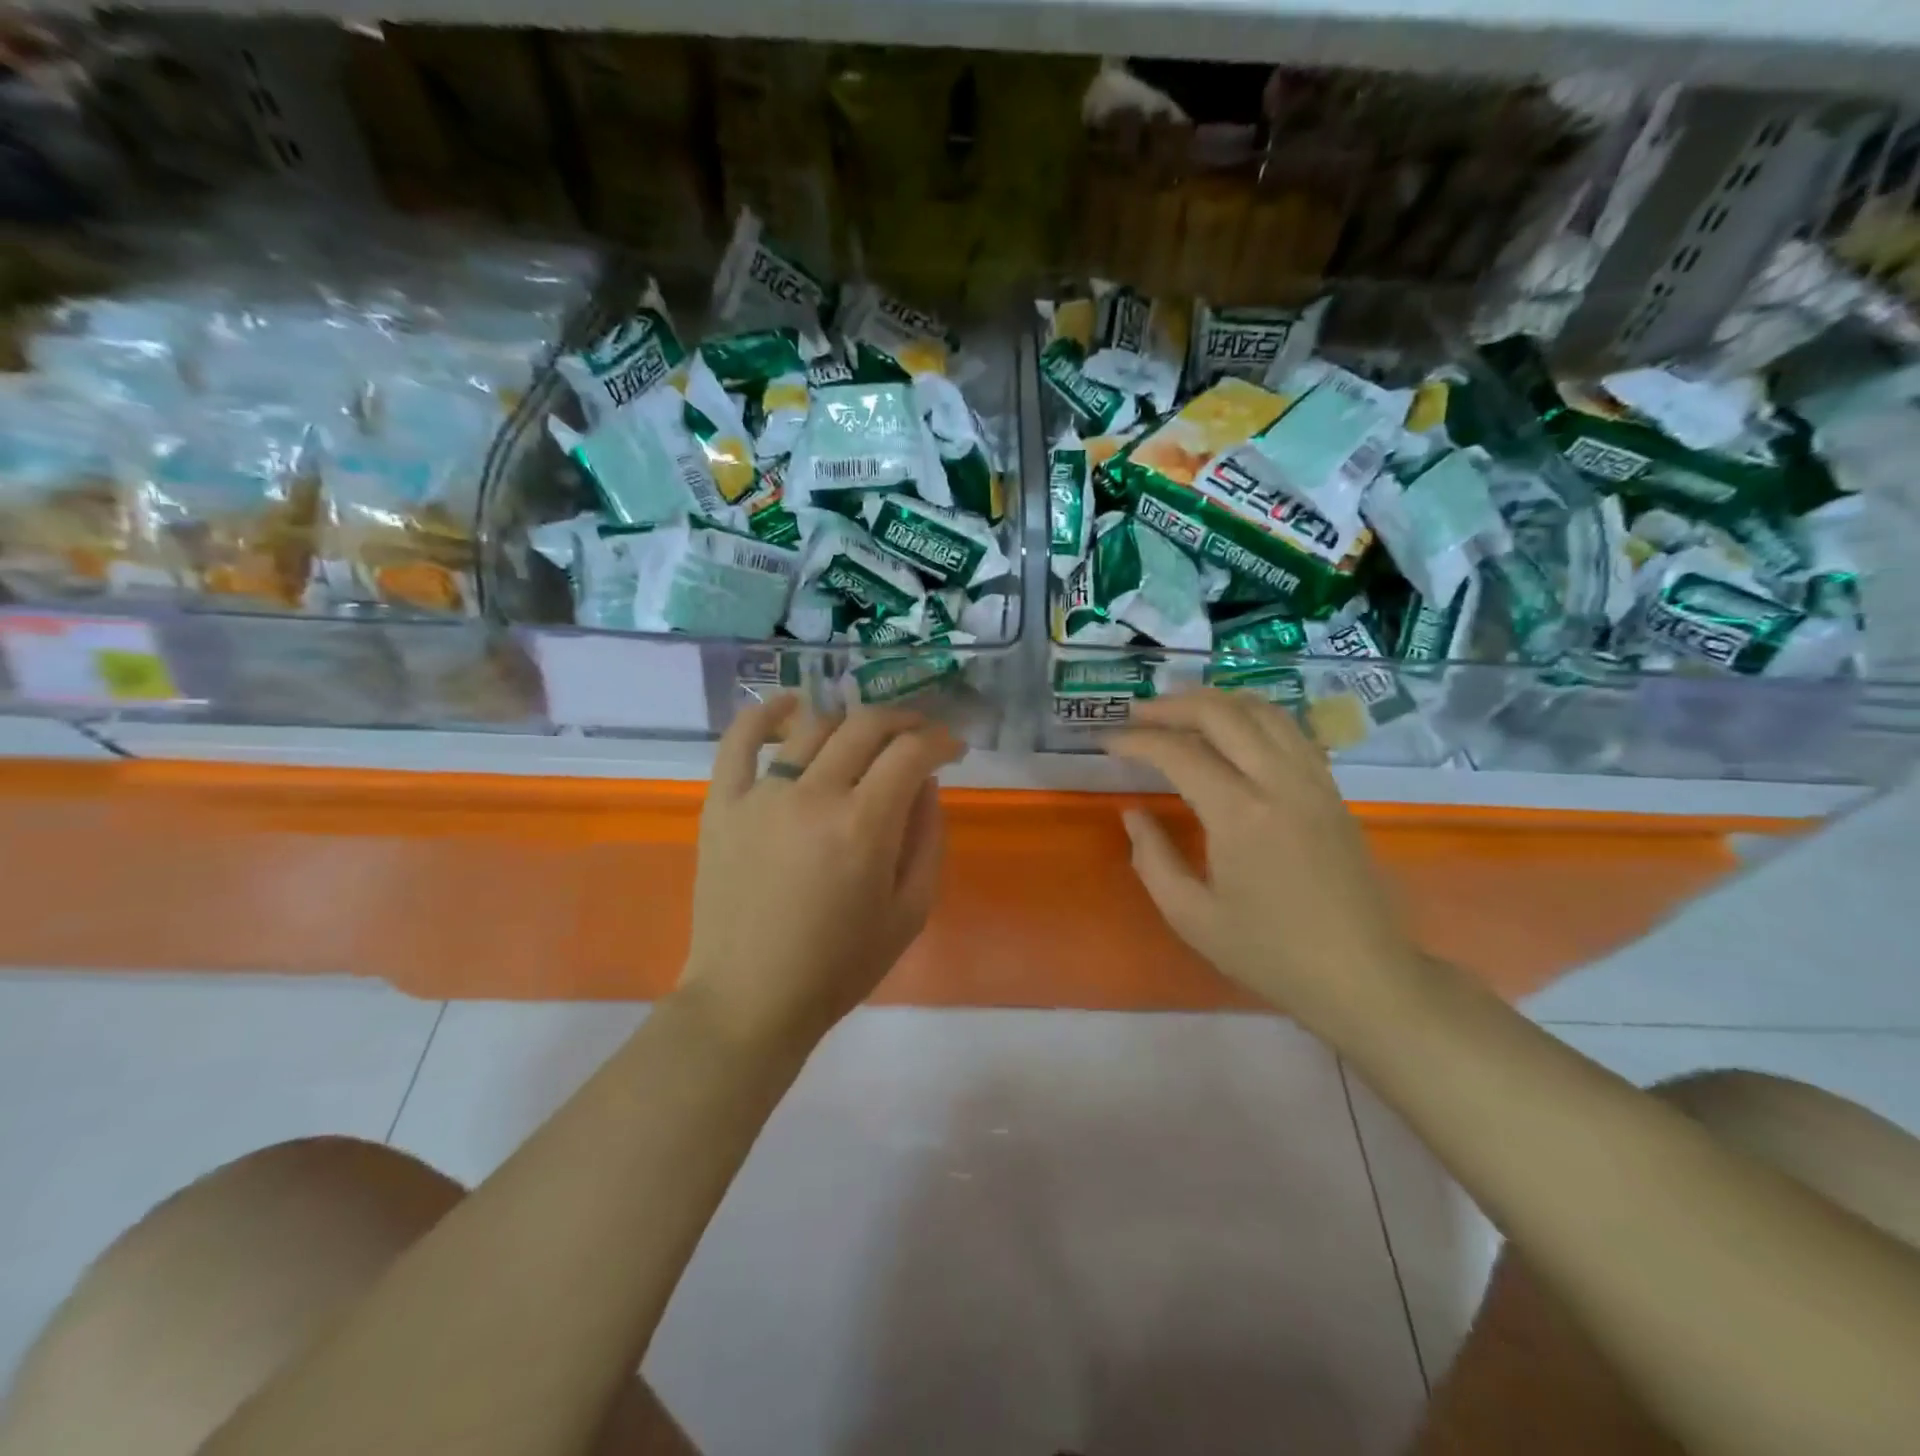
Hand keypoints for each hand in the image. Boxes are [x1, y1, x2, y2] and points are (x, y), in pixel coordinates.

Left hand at [679, 696, 964, 1050]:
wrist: (750, 998)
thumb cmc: (839, 965)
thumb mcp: (910, 913)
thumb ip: (927, 840)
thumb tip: (925, 784)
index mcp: (864, 826)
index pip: (911, 752)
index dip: (940, 740)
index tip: (952, 748)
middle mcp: (813, 795)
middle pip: (866, 727)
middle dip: (903, 721)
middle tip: (917, 735)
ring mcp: (761, 795)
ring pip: (813, 726)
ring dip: (850, 720)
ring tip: (865, 735)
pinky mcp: (722, 803)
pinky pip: (739, 740)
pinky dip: (765, 713)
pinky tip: (789, 705)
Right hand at [1105, 690, 1425, 1032]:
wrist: (1363, 976)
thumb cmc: (1271, 953)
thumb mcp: (1192, 917)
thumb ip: (1153, 859)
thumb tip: (1134, 813)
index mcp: (1240, 814)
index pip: (1179, 753)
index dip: (1137, 741)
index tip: (1107, 742)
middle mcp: (1280, 782)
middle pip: (1222, 713)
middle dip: (1173, 705)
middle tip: (1137, 713)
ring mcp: (1314, 781)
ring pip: (1263, 710)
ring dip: (1215, 701)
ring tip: (1180, 710)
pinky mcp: (1332, 790)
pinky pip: (1290, 730)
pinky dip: (1252, 716)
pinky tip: (1233, 731)